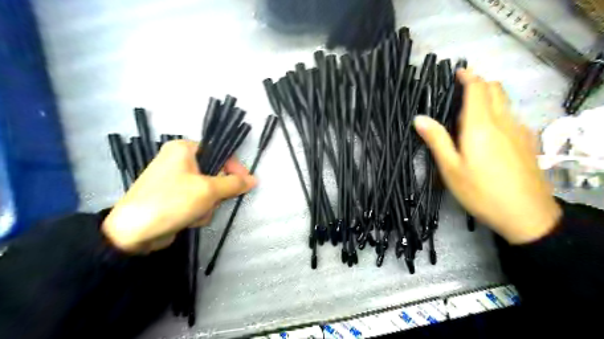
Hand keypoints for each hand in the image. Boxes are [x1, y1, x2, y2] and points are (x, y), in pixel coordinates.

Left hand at [102, 139, 257, 252]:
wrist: (133, 233)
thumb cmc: (172, 201)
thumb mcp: (208, 190)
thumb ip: (234, 183)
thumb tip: (254, 179)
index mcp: (184, 149)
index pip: (220, 152)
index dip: (234, 167)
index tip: (244, 183)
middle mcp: (179, 161)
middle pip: (215, 173)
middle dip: (216, 193)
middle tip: (213, 201)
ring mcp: (176, 181)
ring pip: (209, 191)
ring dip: (208, 205)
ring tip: (196, 213)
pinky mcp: (175, 198)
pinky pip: (199, 201)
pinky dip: (198, 211)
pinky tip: (189, 219)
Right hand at [416, 69, 561, 243]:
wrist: (526, 215)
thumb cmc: (480, 191)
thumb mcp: (450, 168)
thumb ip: (437, 140)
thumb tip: (419, 118)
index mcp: (481, 126)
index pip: (477, 89)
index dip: (468, 77)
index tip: (457, 72)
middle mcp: (503, 122)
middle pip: (495, 90)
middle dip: (479, 84)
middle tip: (461, 91)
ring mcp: (520, 131)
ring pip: (505, 103)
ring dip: (489, 98)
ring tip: (471, 111)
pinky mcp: (528, 142)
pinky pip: (512, 118)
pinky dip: (499, 113)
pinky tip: (491, 132)